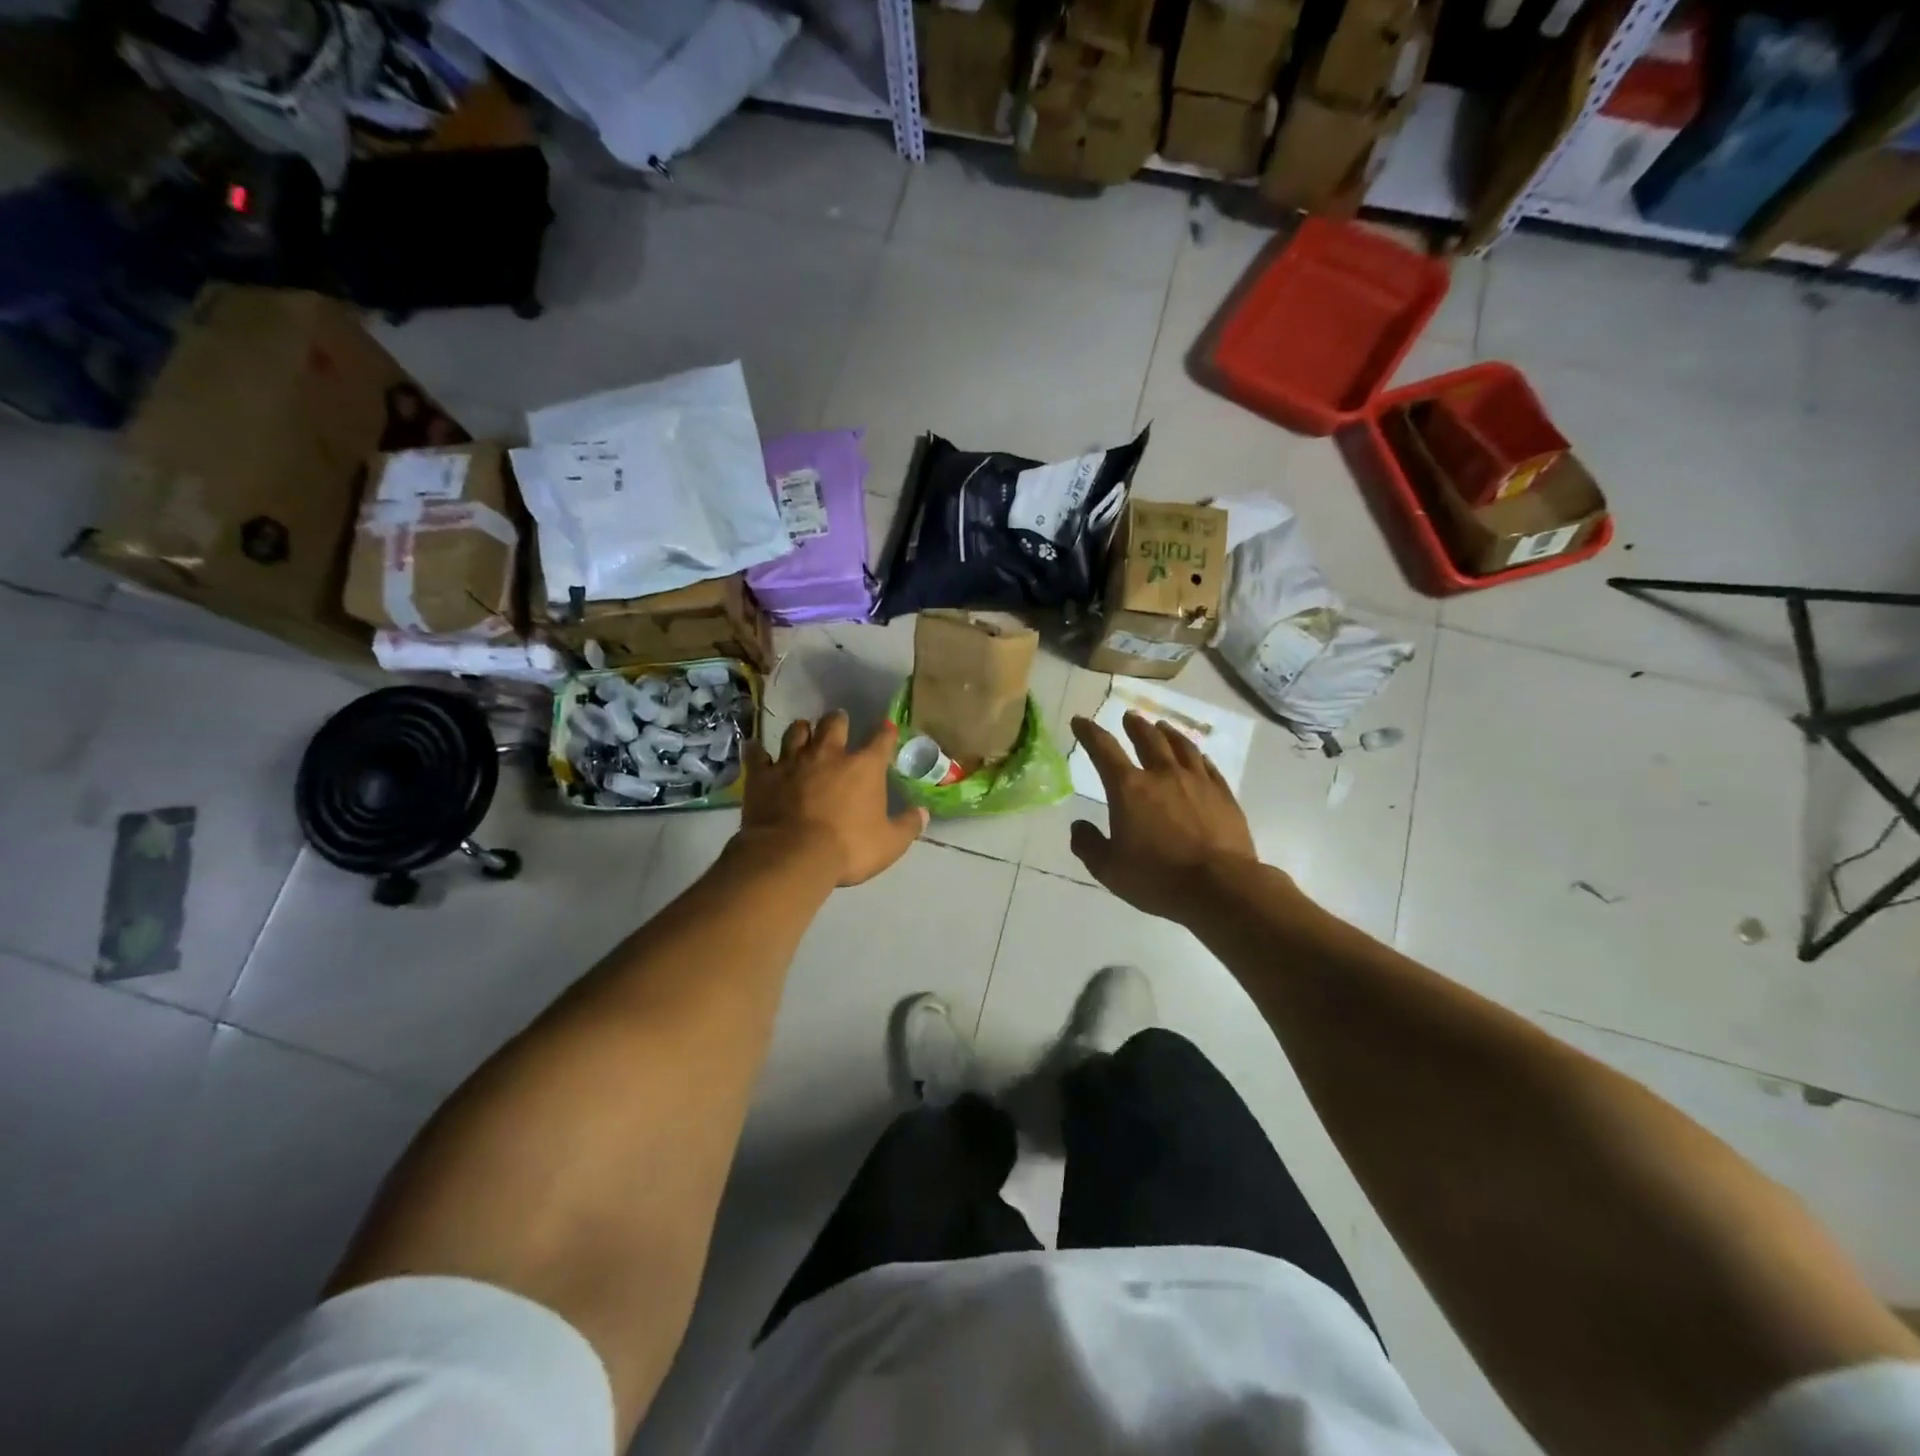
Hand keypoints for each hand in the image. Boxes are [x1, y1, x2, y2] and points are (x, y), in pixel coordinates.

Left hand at [741, 713, 926, 886]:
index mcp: (863, 767)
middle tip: (839, 722)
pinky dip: (758, 751)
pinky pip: (757, 754)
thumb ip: (907, 826)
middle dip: (838, 720)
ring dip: (801, 731)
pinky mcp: (762, 775)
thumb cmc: (848, 848)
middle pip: (834, 724)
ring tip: (803, 732)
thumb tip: (923, 813)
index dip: (886, 733)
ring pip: (796, 732)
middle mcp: (829, 754)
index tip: (887, 728)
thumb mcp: (889, 844)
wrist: (792, 855)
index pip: (881, 740)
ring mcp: (792, 761)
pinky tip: (756, 749)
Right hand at [1070, 711, 1258, 921]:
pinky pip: (1208, 766)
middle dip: (1135, 725)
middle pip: (1148, 739)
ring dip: (1168, 733)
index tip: (1080, 721)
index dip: (1089, 732)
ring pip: (1181, 746)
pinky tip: (1198, 756)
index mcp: (1129, 788)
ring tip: (1162, 726)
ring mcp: (1197, 782)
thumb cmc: (1157, 878)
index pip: (1103, 749)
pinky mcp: (1223, 795)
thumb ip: (1088, 845)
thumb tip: (1078, 826)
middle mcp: (1163, 775)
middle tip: (1129, 716)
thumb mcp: (1109, 869)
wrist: (1220, 887)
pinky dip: (1198, 756)